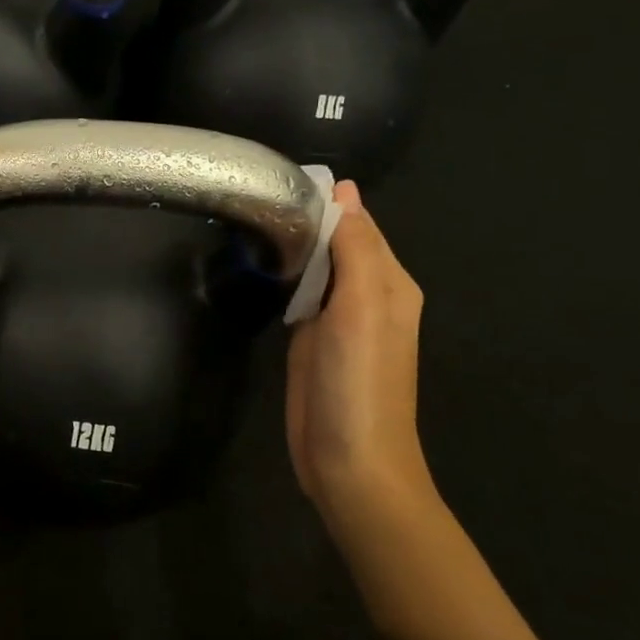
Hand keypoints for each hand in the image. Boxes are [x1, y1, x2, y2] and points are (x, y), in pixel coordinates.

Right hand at [286, 182, 435, 523]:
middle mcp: (367, 295)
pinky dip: (283, 276)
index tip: (280, 177)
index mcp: (389, 282)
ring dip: (291, 245)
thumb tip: (344, 191)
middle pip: (335, 242)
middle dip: (304, 219)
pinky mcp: (310, 339)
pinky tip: (259, 262)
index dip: (325, 200)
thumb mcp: (363, 307)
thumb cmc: (360, 382)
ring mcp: (337, 319)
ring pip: (315, 267)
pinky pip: (299, 294)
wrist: (349, 461)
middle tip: (254, 196)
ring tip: (250, 217)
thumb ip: (354, 249)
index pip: (357, 223)